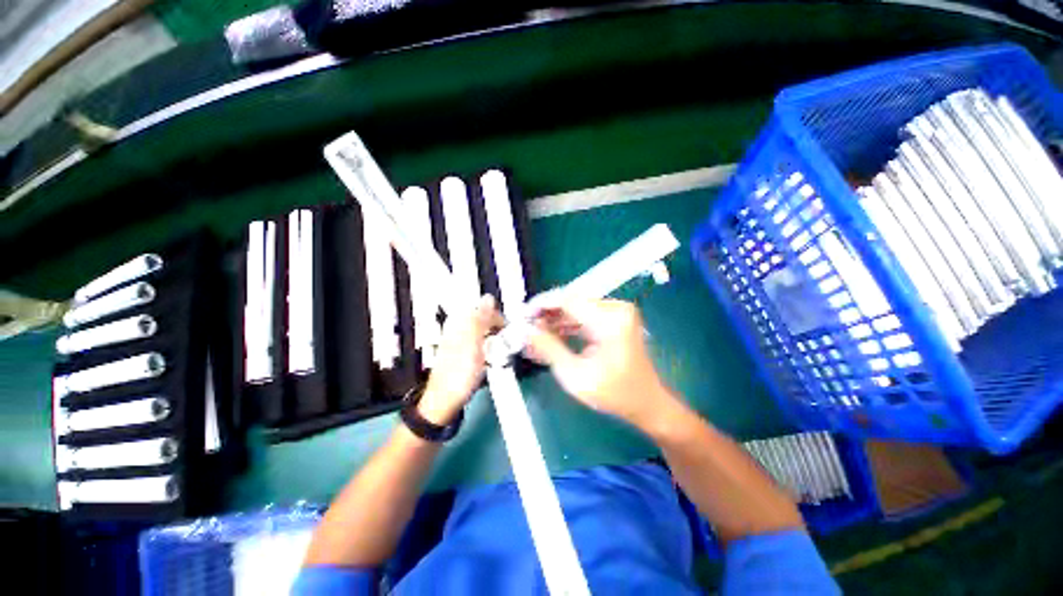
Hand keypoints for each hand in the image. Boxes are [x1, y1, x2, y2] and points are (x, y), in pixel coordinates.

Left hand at [419, 294, 502, 424]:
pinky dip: (489, 350)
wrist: (444, 402)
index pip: (482, 308)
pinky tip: (490, 360)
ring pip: (485, 333)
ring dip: (495, 340)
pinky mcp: (465, 354)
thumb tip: (488, 297)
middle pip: (484, 320)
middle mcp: (459, 329)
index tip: (508, 330)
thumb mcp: (473, 344)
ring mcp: (461, 342)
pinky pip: (482, 345)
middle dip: (497, 329)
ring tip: (498, 354)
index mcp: (459, 323)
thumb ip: (481, 320)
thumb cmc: (459, 373)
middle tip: (504, 344)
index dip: (498, 317)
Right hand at [524, 299, 679, 432]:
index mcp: (610, 320)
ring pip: (576, 308)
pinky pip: (585, 315)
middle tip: (526, 328)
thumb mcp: (575, 376)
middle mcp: (616, 308)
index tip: (522, 314)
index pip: (568, 299)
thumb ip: (548, 348)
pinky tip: (552, 336)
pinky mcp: (615, 319)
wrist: (646, 403)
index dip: (542, 304)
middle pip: (571, 301)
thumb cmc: (614, 394)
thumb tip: (525, 330)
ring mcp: (617, 312)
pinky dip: (567, 325)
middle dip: (547, 314)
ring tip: (535, 335)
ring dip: (555, 320)